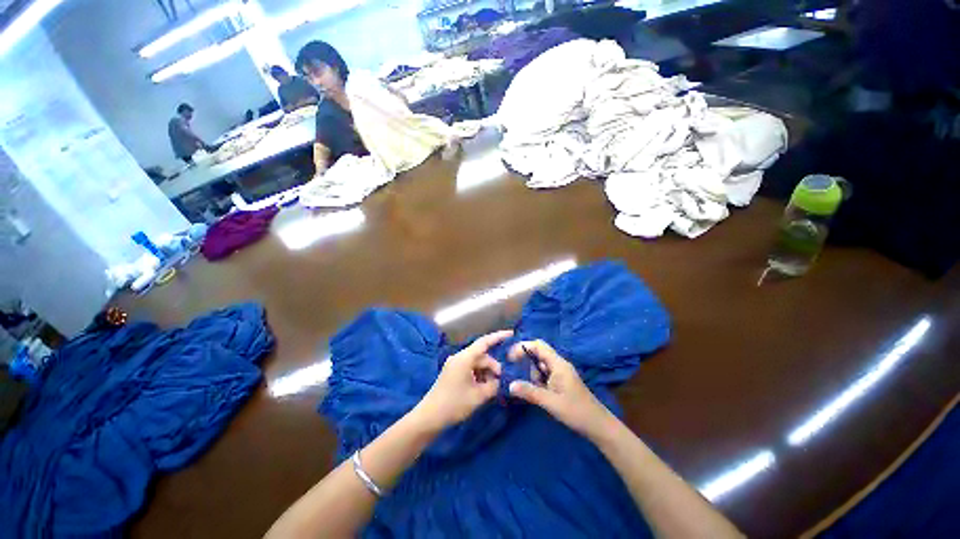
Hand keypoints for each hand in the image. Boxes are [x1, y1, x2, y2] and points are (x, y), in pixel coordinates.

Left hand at [415, 330, 511, 430]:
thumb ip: (493, 385)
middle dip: (494, 366)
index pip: (484, 342)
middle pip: (482, 356)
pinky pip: (470, 369)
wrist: (429, 417)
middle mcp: (459, 357)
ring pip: (476, 363)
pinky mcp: (453, 372)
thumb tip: (502, 380)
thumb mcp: (478, 396)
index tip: (511, 334)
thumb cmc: (454, 404)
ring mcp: (455, 365)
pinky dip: (479, 376)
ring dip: (486, 373)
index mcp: (464, 358)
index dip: (498, 337)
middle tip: (502, 381)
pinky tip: (483, 388)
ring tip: (493, 387)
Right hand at [508, 340, 614, 437]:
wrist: (598, 425)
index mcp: (558, 364)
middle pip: (539, 352)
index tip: (510, 357)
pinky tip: (535, 391)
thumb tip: (510, 385)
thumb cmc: (576, 411)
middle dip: (525, 360)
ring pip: (541, 364)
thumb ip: (530, 392)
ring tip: (528, 388)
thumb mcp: (550, 402)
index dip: (523, 347)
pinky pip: (545, 374)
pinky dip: (537, 379)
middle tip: (514, 372)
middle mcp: (559, 364)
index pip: (538, 345)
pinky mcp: (562, 381)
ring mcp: (561, 373)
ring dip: (531, 372)